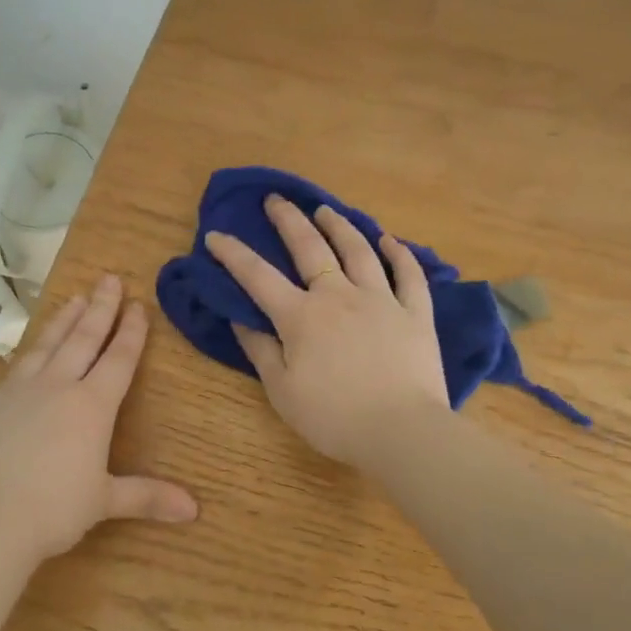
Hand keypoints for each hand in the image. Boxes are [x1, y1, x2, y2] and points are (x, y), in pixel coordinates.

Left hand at [0, 274, 198, 572]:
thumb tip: (194, 510)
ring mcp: (20, 391)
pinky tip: (32, 347)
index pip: (118, 359)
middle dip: (100, 308)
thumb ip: (147, 497)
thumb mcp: (104, 501)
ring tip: (76, 297)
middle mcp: (57, 387)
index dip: (131, 332)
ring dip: (65, 318)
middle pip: (83, 338)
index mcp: (92, 406)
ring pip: (48, 344)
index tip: (138, 305)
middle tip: (110, 279)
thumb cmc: (53, 510)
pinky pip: (18, 364)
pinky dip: (32, 348)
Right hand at [205, 196, 448, 468]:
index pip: (258, 277)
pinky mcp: (416, 313)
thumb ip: (260, 350)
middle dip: (288, 220)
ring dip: (339, 226)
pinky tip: (388, 239)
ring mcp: (381, 300)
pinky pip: (408, 274)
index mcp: (301, 317)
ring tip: (325, 209)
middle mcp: (339, 296)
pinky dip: (398, 253)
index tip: (215, 235)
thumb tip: (240, 317)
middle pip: (310, 247)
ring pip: (358, 250)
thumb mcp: (282, 390)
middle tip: (275, 199)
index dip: (233, 254)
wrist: (401, 431)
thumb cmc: (333, 418)